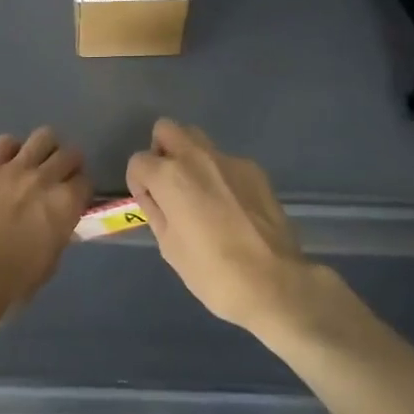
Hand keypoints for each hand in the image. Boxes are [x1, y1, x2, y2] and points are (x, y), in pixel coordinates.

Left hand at [0, 127, 88, 334]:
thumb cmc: (9, 285)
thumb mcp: (48, 264)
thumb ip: (58, 233)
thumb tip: (58, 221)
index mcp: (65, 206)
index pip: (85, 181)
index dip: (80, 190)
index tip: (73, 197)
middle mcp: (45, 179)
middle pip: (69, 154)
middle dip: (68, 165)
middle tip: (57, 178)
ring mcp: (14, 169)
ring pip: (43, 137)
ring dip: (45, 150)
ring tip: (35, 163)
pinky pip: (6, 142)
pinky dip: (10, 151)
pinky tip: (6, 165)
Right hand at [126, 119, 312, 335]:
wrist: (275, 283)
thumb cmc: (212, 272)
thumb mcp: (170, 247)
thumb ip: (156, 211)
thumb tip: (152, 196)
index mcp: (170, 176)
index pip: (138, 161)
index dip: (138, 183)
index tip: (149, 203)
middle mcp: (197, 157)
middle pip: (167, 130)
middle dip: (161, 151)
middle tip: (169, 184)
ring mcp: (229, 160)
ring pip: (198, 139)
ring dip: (190, 158)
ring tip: (200, 195)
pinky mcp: (255, 170)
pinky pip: (226, 161)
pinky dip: (220, 175)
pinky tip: (232, 207)